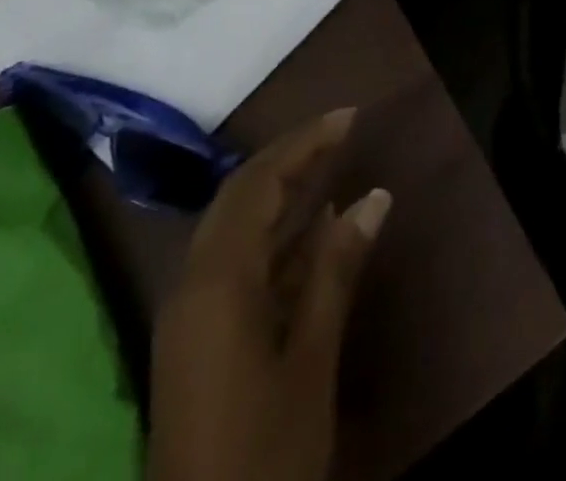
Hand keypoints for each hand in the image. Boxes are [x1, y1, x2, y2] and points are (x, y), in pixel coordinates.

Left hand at [148, 108, 391, 480]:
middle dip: (290, 158)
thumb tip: (374, 197)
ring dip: (281, 194)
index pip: (259, 183)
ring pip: (235, 229)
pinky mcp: (197, 342)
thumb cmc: (264, 457)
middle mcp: (194, 285)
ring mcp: (191, 315)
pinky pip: (236, 265)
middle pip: (240, 196)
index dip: (304, 143)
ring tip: (333, 166)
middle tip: (341, 133)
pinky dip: (275, 239)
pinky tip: (315, 233)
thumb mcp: (311, 360)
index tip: (349, 118)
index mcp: (217, 282)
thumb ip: (337, 270)